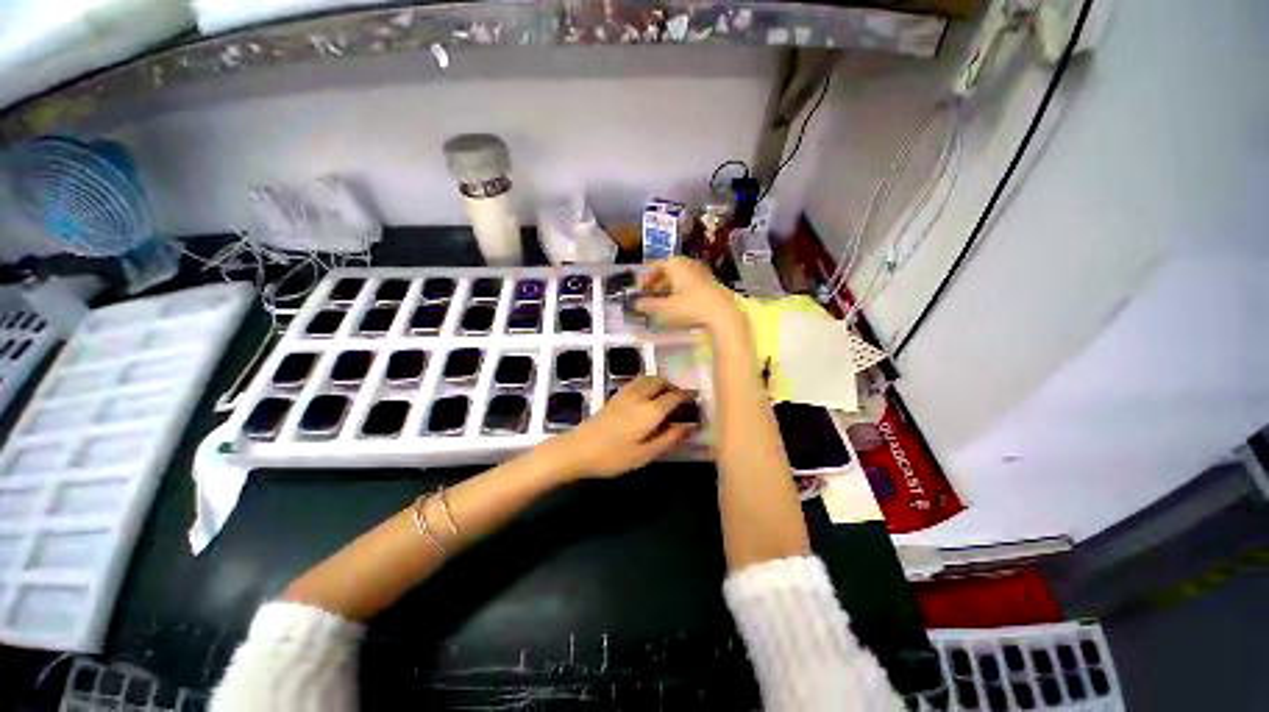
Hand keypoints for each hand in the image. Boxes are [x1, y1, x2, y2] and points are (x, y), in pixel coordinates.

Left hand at [548, 376, 695, 478]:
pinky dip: (647, 383)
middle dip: (674, 386)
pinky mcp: (614, 396)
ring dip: (660, 382)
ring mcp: (625, 394)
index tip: (697, 397)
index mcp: (650, 411)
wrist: (578, 449)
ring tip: (665, 397)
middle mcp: (640, 396)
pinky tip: (646, 397)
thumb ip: (669, 438)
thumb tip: (690, 426)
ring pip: (648, 378)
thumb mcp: (645, 454)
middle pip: (661, 381)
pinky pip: (637, 382)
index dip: (688, 395)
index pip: (674, 396)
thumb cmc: (613, 457)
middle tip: (680, 400)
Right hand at [633, 257, 742, 333]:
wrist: (722, 313)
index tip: (640, 288)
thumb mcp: (665, 308)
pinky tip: (679, 304)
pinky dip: (681, 290)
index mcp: (676, 264)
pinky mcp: (711, 283)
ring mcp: (701, 272)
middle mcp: (688, 264)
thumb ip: (648, 305)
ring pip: (680, 276)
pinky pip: (690, 283)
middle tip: (649, 294)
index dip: (645, 276)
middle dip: (657, 282)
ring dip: (669, 287)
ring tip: (662, 301)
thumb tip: (636, 303)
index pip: (656, 265)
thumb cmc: (690, 307)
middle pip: (668, 270)